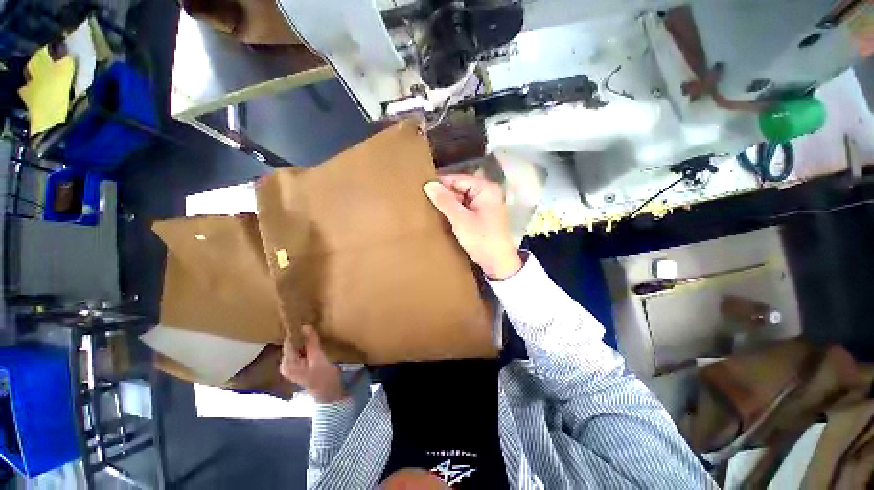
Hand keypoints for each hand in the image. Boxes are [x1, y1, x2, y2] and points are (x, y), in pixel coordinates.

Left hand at [280, 325, 345, 402]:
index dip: (297, 331)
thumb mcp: (318, 357)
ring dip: (305, 340)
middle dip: (302, 336)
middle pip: (292, 344)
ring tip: (315, 333)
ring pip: (297, 347)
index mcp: (287, 363)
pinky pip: (300, 351)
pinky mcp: (297, 366)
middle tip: (314, 327)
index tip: (307, 321)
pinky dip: (306, 346)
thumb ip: (311, 342)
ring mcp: (291, 366)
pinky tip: (315, 343)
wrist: (328, 393)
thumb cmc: (323, 376)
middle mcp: (285, 364)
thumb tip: (305, 326)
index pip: (289, 342)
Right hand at [424, 174, 521, 279]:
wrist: (498, 264)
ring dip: (448, 204)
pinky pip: (464, 208)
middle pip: (460, 188)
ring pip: (461, 199)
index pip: (458, 179)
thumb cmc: (482, 239)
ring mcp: (485, 205)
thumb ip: (444, 201)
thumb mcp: (461, 220)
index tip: (421, 188)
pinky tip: (441, 216)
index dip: (440, 183)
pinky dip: (454, 212)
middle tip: (423, 200)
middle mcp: (487, 193)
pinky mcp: (482, 216)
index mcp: (486, 189)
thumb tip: (428, 184)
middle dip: (444, 195)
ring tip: (429, 208)